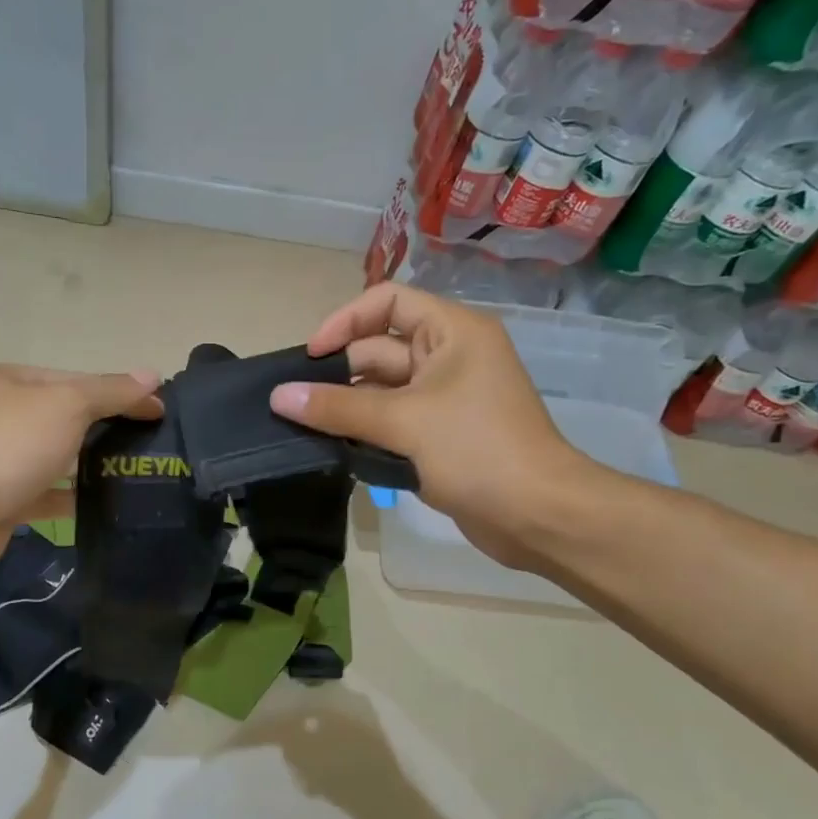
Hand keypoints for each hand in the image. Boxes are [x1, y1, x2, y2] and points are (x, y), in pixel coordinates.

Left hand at [0, 364, 162, 583]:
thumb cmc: (5, 446)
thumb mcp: (66, 405)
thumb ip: (110, 392)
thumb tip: (152, 375)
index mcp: (13, 382)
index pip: (78, 380)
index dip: (121, 393)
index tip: (161, 412)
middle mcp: (3, 416)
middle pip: (67, 418)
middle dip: (107, 430)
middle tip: (154, 448)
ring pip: (57, 458)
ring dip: (91, 466)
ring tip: (138, 477)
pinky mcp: (0, 502)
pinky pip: (46, 496)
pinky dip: (72, 499)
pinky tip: (106, 507)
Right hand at [269, 284, 602, 569]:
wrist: (538, 515)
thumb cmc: (477, 450)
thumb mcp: (403, 422)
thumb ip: (338, 408)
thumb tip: (279, 396)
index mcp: (452, 332)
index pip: (387, 302)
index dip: (345, 321)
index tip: (311, 356)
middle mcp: (448, 356)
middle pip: (379, 349)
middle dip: (338, 375)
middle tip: (295, 404)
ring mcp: (445, 398)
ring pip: (381, 390)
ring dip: (347, 408)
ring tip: (304, 429)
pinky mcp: (439, 435)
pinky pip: (391, 422)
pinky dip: (365, 432)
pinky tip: (334, 450)